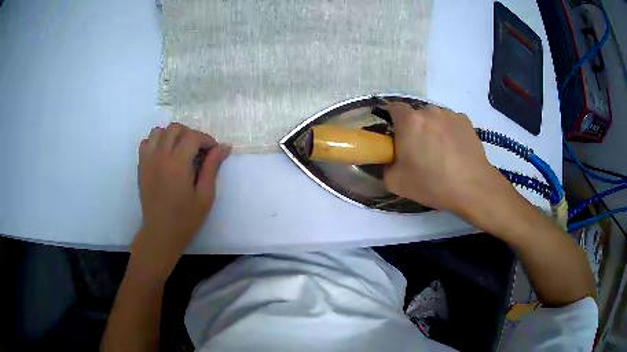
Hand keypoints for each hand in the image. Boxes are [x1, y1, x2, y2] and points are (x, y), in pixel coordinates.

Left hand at [132, 123, 230, 278]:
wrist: (161, 233)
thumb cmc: (186, 218)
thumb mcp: (205, 195)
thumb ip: (212, 168)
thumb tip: (223, 147)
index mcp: (177, 164)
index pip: (193, 136)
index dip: (207, 139)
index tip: (213, 151)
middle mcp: (160, 157)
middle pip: (175, 128)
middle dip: (190, 134)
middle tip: (198, 150)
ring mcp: (148, 160)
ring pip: (158, 131)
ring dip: (172, 135)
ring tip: (180, 150)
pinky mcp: (141, 166)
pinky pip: (146, 142)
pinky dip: (156, 142)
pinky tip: (164, 155)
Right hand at [383, 103, 504, 213]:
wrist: (472, 187)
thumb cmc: (432, 183)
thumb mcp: (396, 183)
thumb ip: (385, 167)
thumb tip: (389, 160)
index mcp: (409, 121)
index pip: (393, 108)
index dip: (391, 119)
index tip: (394, 136)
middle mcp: (429, 111)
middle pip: (416, 115)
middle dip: (414, 128)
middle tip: (418, 150)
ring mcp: (450, 115)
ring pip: (434, 118)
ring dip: (433, 130)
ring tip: (441, 153)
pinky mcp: (466, 121)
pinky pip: (451, 123)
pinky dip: (449, 133)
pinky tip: (455, 152)